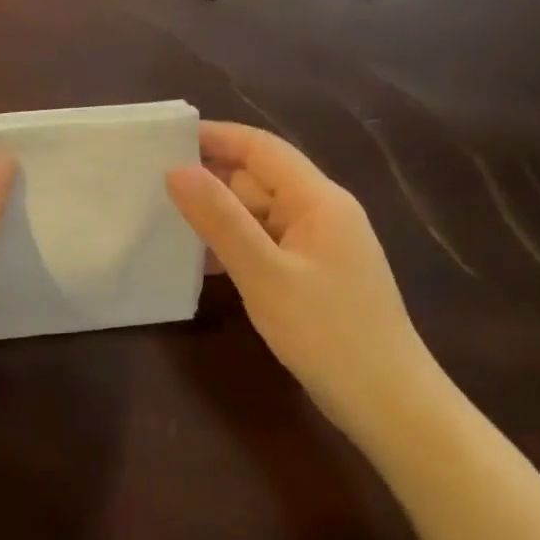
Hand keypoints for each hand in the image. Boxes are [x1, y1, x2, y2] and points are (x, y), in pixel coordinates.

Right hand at [166, 121, 432, 428]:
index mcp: (318, 200)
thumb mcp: (264, 274)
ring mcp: (321, 246)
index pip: (262, 149)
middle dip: (210, 179)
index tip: (166, 139)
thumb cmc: (327, 333)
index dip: (216, 137)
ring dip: (219, 216)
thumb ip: (220, 219)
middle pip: (260, 180)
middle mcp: (323, 213)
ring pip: (261, 215)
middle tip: (151, 185)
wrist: (388, 402)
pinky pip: (268, 245)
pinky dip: (236, 246)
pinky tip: (201, 263)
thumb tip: (176, 169)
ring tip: (164, 221)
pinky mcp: (316, 276)